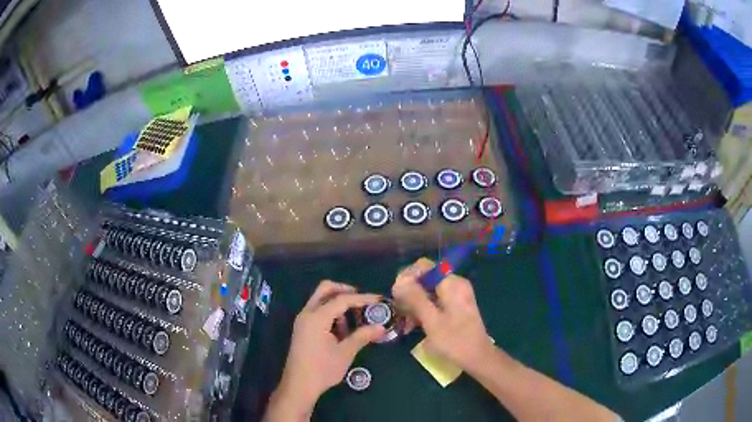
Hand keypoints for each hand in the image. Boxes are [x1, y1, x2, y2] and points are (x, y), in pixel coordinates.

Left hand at [266, 281, 383, 420]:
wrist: (299, 385)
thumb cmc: (322, 369)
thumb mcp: (345, 352)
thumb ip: (362, 336)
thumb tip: (381, 327)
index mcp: (317, 317)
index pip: (342, 299)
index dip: (362, 298)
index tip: (378, 299)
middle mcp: (307, 313)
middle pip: (325, 289)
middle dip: (345, 290)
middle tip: (362, 300)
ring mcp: (303, 320)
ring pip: (320, 299)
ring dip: (337, 303)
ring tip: (354, 319)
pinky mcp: (303, 328)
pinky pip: (317, 311)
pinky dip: (330, 312)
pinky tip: (342, 329)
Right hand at [392, 258, 493, 370]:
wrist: (478, 358)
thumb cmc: (454, 341)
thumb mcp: (431, 321)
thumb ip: (415, 298)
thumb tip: (399, 281)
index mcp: (451, 283)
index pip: (423, 266)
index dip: (406, 278)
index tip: (396, 296)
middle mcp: (455, 284)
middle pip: (425, 278)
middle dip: (409, 294)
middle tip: (398, 312)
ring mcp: (456, 295)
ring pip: (427, 291)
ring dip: (414, 304)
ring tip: (405, 323)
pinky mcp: (455, 306)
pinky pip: (434, 300)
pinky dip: (423, 310)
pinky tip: (414, 325)